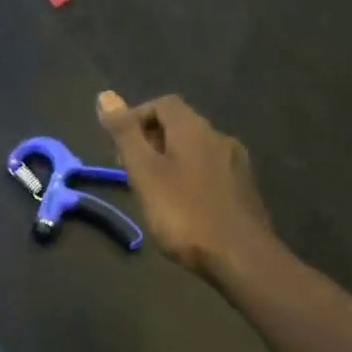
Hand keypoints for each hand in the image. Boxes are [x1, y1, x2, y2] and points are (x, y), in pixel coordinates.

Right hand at [96, 90, 275, 285]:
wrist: (241, 256)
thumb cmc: (185, 214)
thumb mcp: (145, 173)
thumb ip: (126, 135)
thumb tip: (105, 95)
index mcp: (194, 129)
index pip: (163, 104)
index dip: (137, 117)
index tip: (119, 147)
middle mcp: (219, 138)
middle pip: (181, 126)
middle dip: (152, 141)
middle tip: (131, 171)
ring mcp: (237, 165)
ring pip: (197, 151)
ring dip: (171, 161)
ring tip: (153, 190)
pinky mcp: (245, 190)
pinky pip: (211, 172)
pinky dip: (190, 178)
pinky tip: (183, 206)